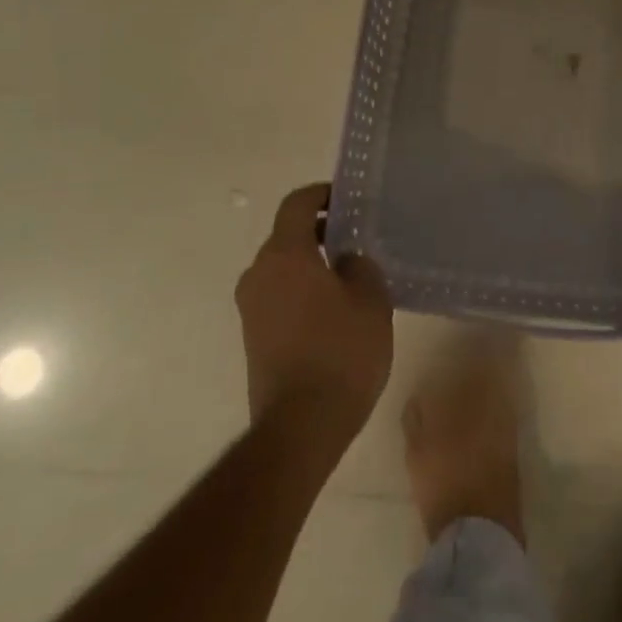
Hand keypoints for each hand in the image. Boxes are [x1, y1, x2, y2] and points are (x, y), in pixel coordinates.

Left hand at [235, 184, 392, 450]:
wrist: (300, 427)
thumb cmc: (340, 353)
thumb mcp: (370, 299)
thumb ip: (360, 266)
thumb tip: (346, 260)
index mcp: (285, 255)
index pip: (297, 203)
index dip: (322, 194)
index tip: (347, 200)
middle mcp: (259, 274)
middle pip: (287, 236)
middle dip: (320, 232)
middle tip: (357, 240)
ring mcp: (251, 308)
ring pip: (283, 268)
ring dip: (312, 264)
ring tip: (350, 277)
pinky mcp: (252, 337)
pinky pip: (279, 296)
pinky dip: (303, 291)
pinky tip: (334, 311)